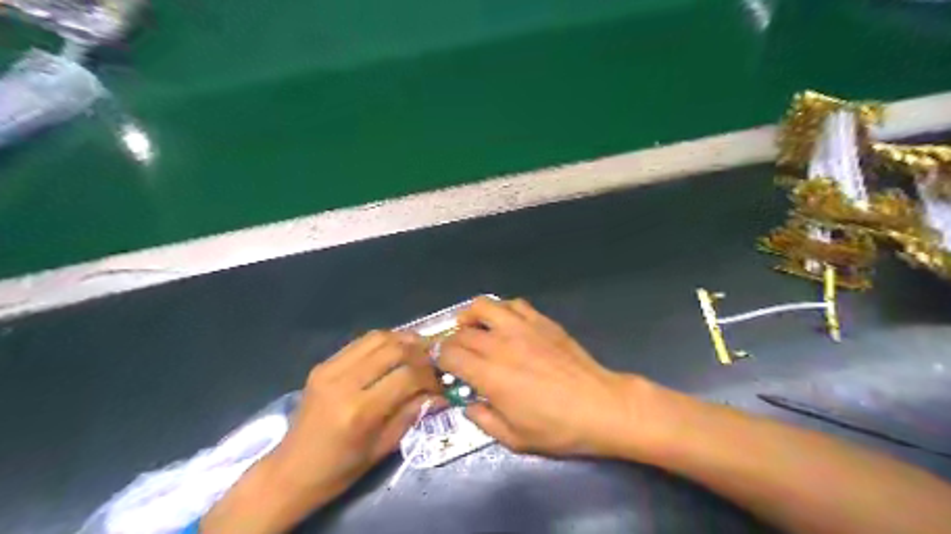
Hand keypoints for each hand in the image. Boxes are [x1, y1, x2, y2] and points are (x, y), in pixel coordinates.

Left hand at [201, 332, 446, 532]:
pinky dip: (384, 342)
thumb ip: (412, 413)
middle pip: (393, 348)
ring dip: (403, 340)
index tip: (441, 383)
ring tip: (419, 350)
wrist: (291, 470)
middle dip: (420, 352)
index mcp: (359, 411)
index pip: (407, 376)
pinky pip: (361, 342)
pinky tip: (394, 351)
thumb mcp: (383, 447)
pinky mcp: (323, 364)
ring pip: (378, 337)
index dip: (430, 376)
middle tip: (434, 361)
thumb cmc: (341, 468)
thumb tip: (439, 393)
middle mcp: (343, 382)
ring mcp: (330, 369)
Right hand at [435, 299, 651, 456]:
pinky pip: (514, 304)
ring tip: (472, 327)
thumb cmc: (557, 428)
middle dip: (451, 341)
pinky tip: (505, 323)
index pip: (449, 354)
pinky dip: (501, 310)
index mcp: (489, 375)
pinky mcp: (542, 321)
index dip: (438, 358)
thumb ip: (483, 420)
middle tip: (455, 353)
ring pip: (484, 306)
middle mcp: (500, 344)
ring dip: (471, 315)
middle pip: (462, 332)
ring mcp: (522, 328)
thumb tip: (468, 404)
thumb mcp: (514, 438)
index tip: (440, 366)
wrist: (600, 406)